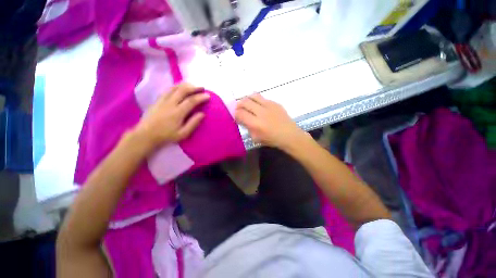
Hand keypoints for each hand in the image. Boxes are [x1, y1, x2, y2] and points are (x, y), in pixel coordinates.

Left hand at [132, 83, 209, 150]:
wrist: (146, 135)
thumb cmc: (166, 136)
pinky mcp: (158, 100)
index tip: (208, 96)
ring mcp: (162, 100)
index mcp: (177, 113)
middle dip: (194, 87)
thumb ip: (193, 123)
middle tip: (202, 88)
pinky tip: (181, 87)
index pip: (191, 101)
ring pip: (175, 88)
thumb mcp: (183, 134)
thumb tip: (202, 114)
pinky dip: (176, 86)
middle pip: (183, 90)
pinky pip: (168, 89)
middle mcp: (170, 103)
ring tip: (193, 86)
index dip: (200, 97)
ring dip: (186, 85)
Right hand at [235, 94, 307, 149]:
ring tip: (247, 105)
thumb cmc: (272, 139)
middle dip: (239, 105)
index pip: (240, 113)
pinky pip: (262, 98)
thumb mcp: (256, 138)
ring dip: (247, 99)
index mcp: (256, 124)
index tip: (237, 116)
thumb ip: (248, 128)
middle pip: (244, 102)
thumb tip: (242, 119)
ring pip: (253, 96)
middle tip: (239, 109)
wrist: (290, 135)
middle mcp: (261, 112)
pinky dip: (257, 101)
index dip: (235, 114)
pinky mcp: (275, 103)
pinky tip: (259, 106)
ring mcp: (269, 105)